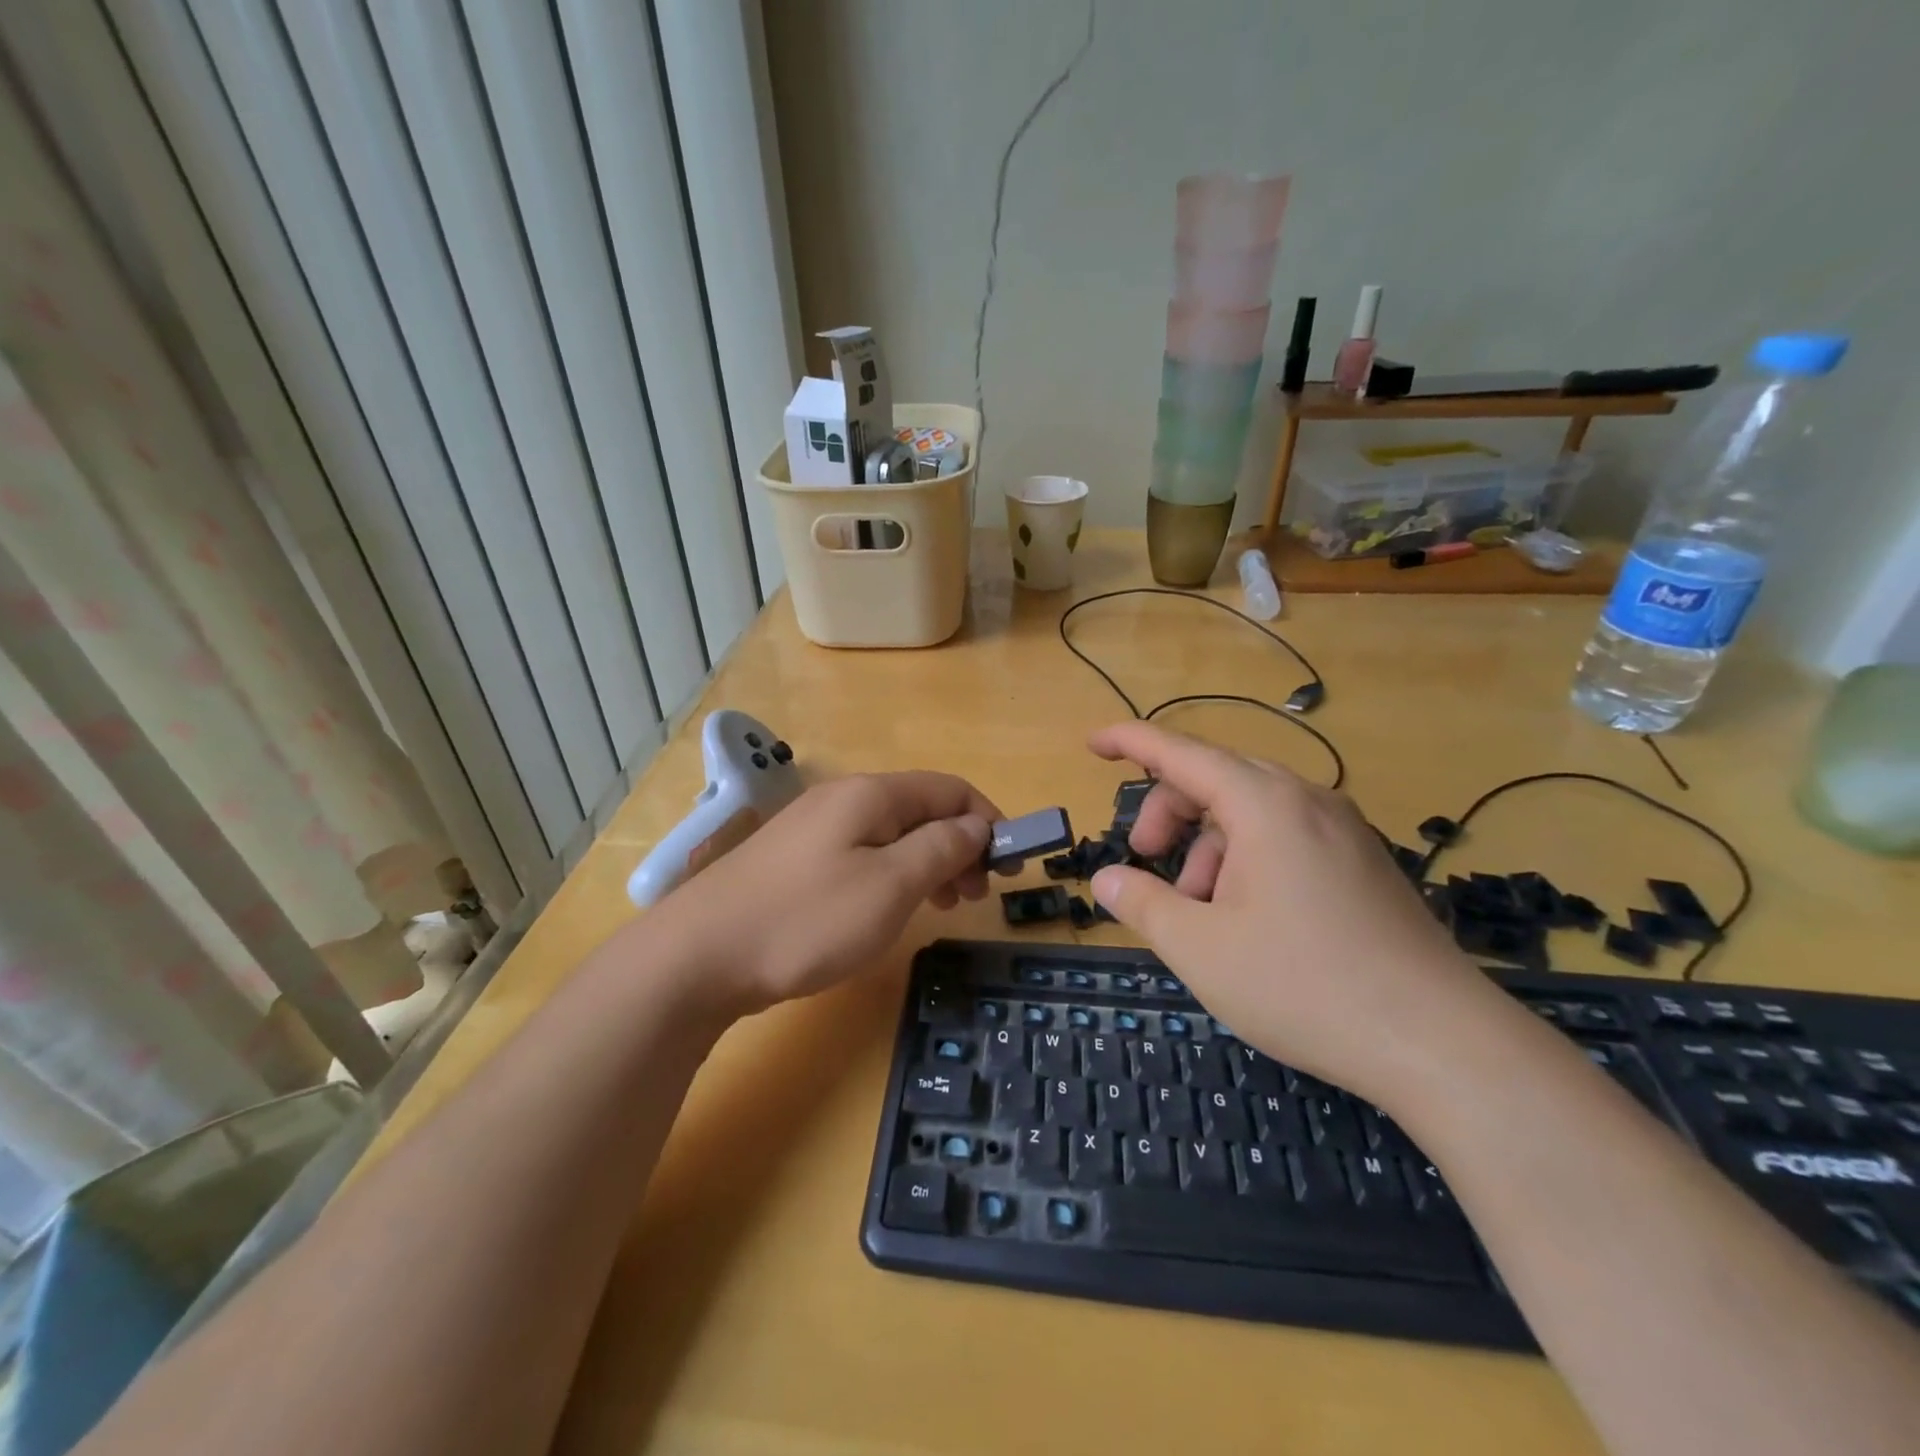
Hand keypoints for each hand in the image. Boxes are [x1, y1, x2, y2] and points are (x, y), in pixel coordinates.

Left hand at [652, 771, 999, 1016]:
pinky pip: (861, 854)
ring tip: (942, 906)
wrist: (697, 957)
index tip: (1010, 865)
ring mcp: (813, 829)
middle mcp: (843, 799)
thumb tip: (976, 825)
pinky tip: (890, 907)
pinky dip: (892, 874)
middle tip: (975, 896)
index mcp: (871, 794)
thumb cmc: (806, 920)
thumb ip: (941, 848)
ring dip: (928, 862)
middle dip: (959, 845)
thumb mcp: (890, 885)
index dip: (988, 819)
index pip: (949, 788)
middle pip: (921, 809)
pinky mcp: (794, 861)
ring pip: (891, 834)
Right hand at [1086, 722, 1506, 1105]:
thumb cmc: (1304, 985)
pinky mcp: (1363, 862)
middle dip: (1168, 811)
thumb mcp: (1201, 948)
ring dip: (1207, 845)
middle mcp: (1306, 800)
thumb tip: (1108, 879)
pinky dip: (1246, 859)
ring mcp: (1342, 830)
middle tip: (1145, 860)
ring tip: (1199, 910)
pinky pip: (1286, 836)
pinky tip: (1246, 917)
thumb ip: (1142, 904)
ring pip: (1251, 811)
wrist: (1440, 1043)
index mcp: (1264, 804)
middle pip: (1215, 778)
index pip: (1180, 753)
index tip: (1091, 743)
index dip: (1130, 742)